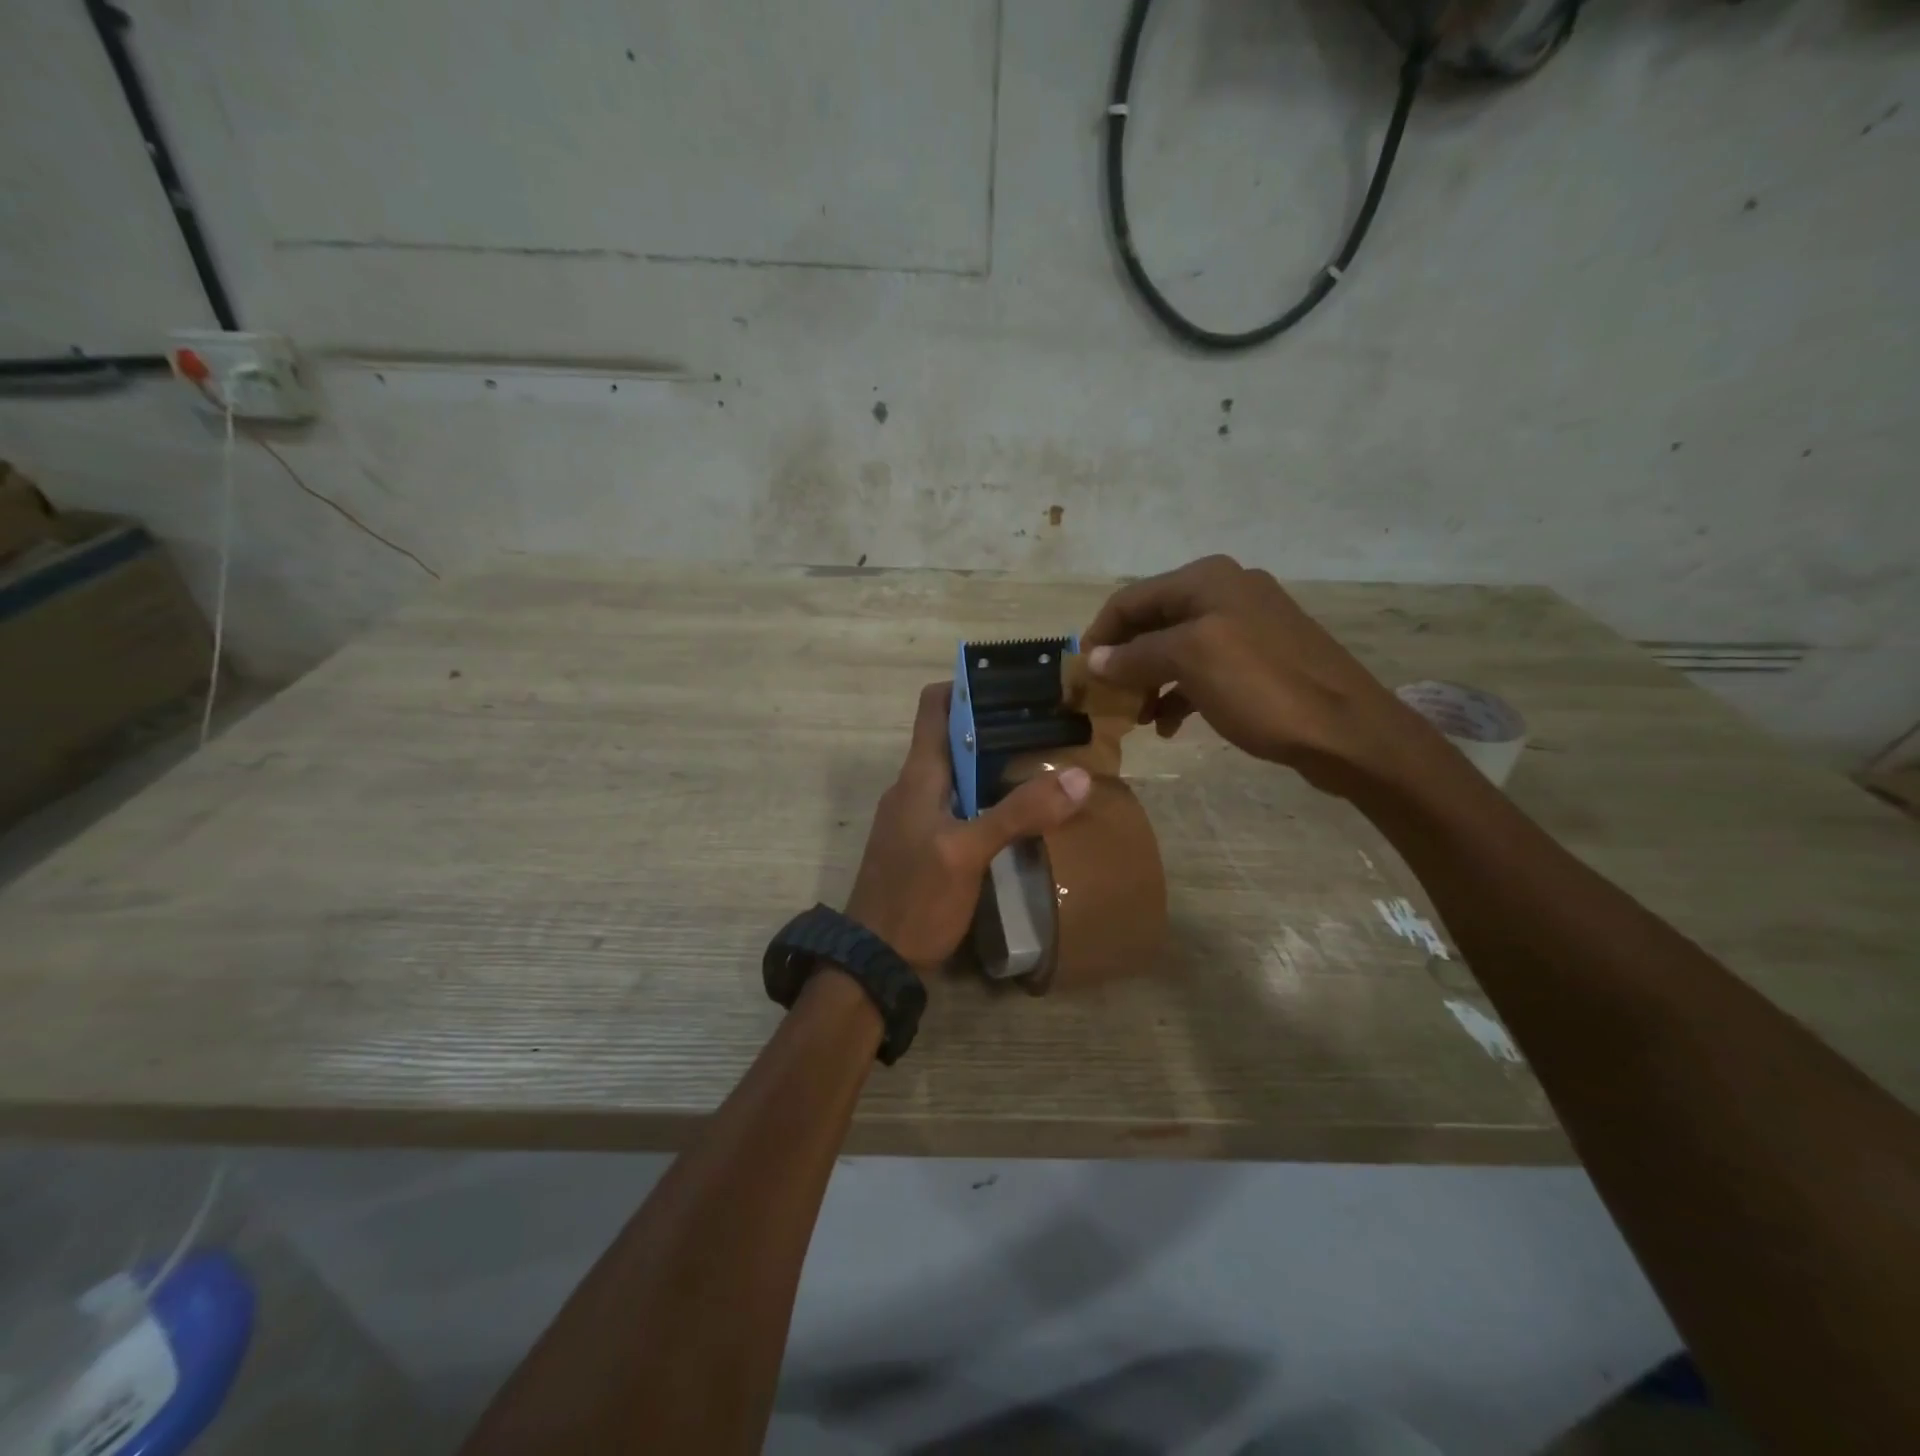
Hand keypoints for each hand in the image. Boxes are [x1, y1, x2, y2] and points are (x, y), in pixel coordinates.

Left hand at [845, 683, 1091, 967]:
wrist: (874, 962)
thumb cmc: (915, 899)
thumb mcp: (968, 853)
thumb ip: (1019, 814)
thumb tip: (1079, 776)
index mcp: (918, 775)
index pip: (934, 706)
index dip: (968, 686)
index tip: (1015, 683)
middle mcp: (914, 788)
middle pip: (953, 739)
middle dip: (997, 726)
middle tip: (1049, 725)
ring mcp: (917, 818)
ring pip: (959, 775)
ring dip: (995, 765)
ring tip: (1045, 763)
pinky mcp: (925, 846)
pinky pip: (959, 806)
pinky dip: (988, 798)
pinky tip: (1019, 813)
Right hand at [1082, 555, 1446, 798]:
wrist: (1348, 731)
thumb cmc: (1263, 688)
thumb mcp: (1191, 662)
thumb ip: (1136, 655)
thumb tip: (1094, 659)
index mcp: (1207, 580)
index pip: (1130, 599)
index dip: (1099, 635)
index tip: (1080, 675)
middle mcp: (1225, 592)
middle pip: (1152, 622)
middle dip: (1123, 661)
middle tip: (1105, 701)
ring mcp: (1246, 626)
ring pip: (1175, 649)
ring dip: (1148, 681)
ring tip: (1136, 719)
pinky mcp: (1260, 659)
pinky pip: (1203, 669)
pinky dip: (1179, 693)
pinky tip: (1170, 725)